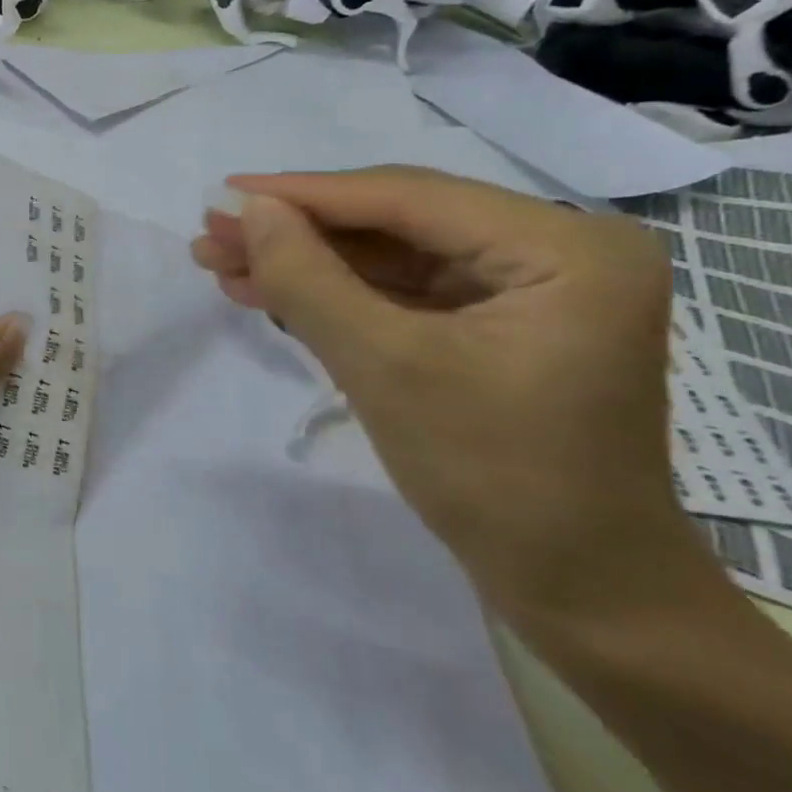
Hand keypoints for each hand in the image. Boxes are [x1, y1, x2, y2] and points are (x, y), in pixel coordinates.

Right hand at [192, 166, 691, 622]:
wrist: (580, 596)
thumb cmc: (495, 479)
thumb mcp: (386, 368)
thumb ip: (310, 280)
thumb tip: (250, 210)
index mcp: (565, 248)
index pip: (407, 199)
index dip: (304, 195)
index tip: (222, 194)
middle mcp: (556, 251)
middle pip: (396, 223)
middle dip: (296, 233)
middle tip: (212, 233)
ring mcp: (528, 289)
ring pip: (390, 256)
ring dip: (305, 263)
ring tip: (222, 262)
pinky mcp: (498, 325)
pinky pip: (403, 293)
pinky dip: (335, 294)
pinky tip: (268, 291)